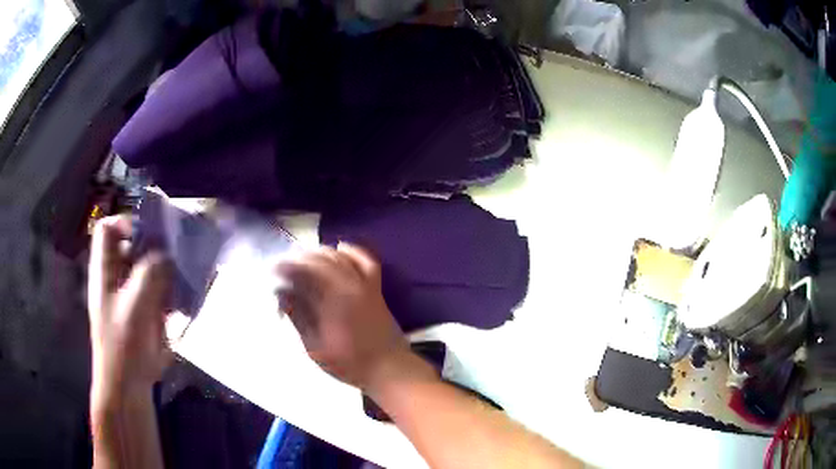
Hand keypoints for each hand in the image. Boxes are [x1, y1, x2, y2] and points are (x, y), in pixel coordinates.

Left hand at [88, 216, 172, 404]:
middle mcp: (115, 277)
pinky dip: (170, 289)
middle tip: (176, 251)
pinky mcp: (143, 312)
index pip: (108, 229)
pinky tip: (182, 299)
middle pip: (131, 245)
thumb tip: (168, 254)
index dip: (126, 223)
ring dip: (165, 268)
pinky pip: (157, 289)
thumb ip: (151, 274)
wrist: (128, 386)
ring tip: (184, 274)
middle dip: (154, 245)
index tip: (151, 234)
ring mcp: (129, 295)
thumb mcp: (136, 307)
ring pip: (147, 267)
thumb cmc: (123, 346)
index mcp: (105, 270)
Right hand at [276, 243, 411, 389]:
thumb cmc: (349, 363)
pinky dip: (352, 251)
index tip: (274, 270)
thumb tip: (283, 294)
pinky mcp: (376, 289)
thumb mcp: (315, 346)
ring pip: (340, 257)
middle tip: (285, 265)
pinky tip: (341, 248)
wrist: (389, 368)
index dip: (287, 268)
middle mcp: (349, 285)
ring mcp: (365, 285)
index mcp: (331, 299)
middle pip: (321, 261)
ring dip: (320, 253)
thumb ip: (299, 317)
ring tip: (304, 257)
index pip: (304, 273)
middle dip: (299, 258)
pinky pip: (366, 261)